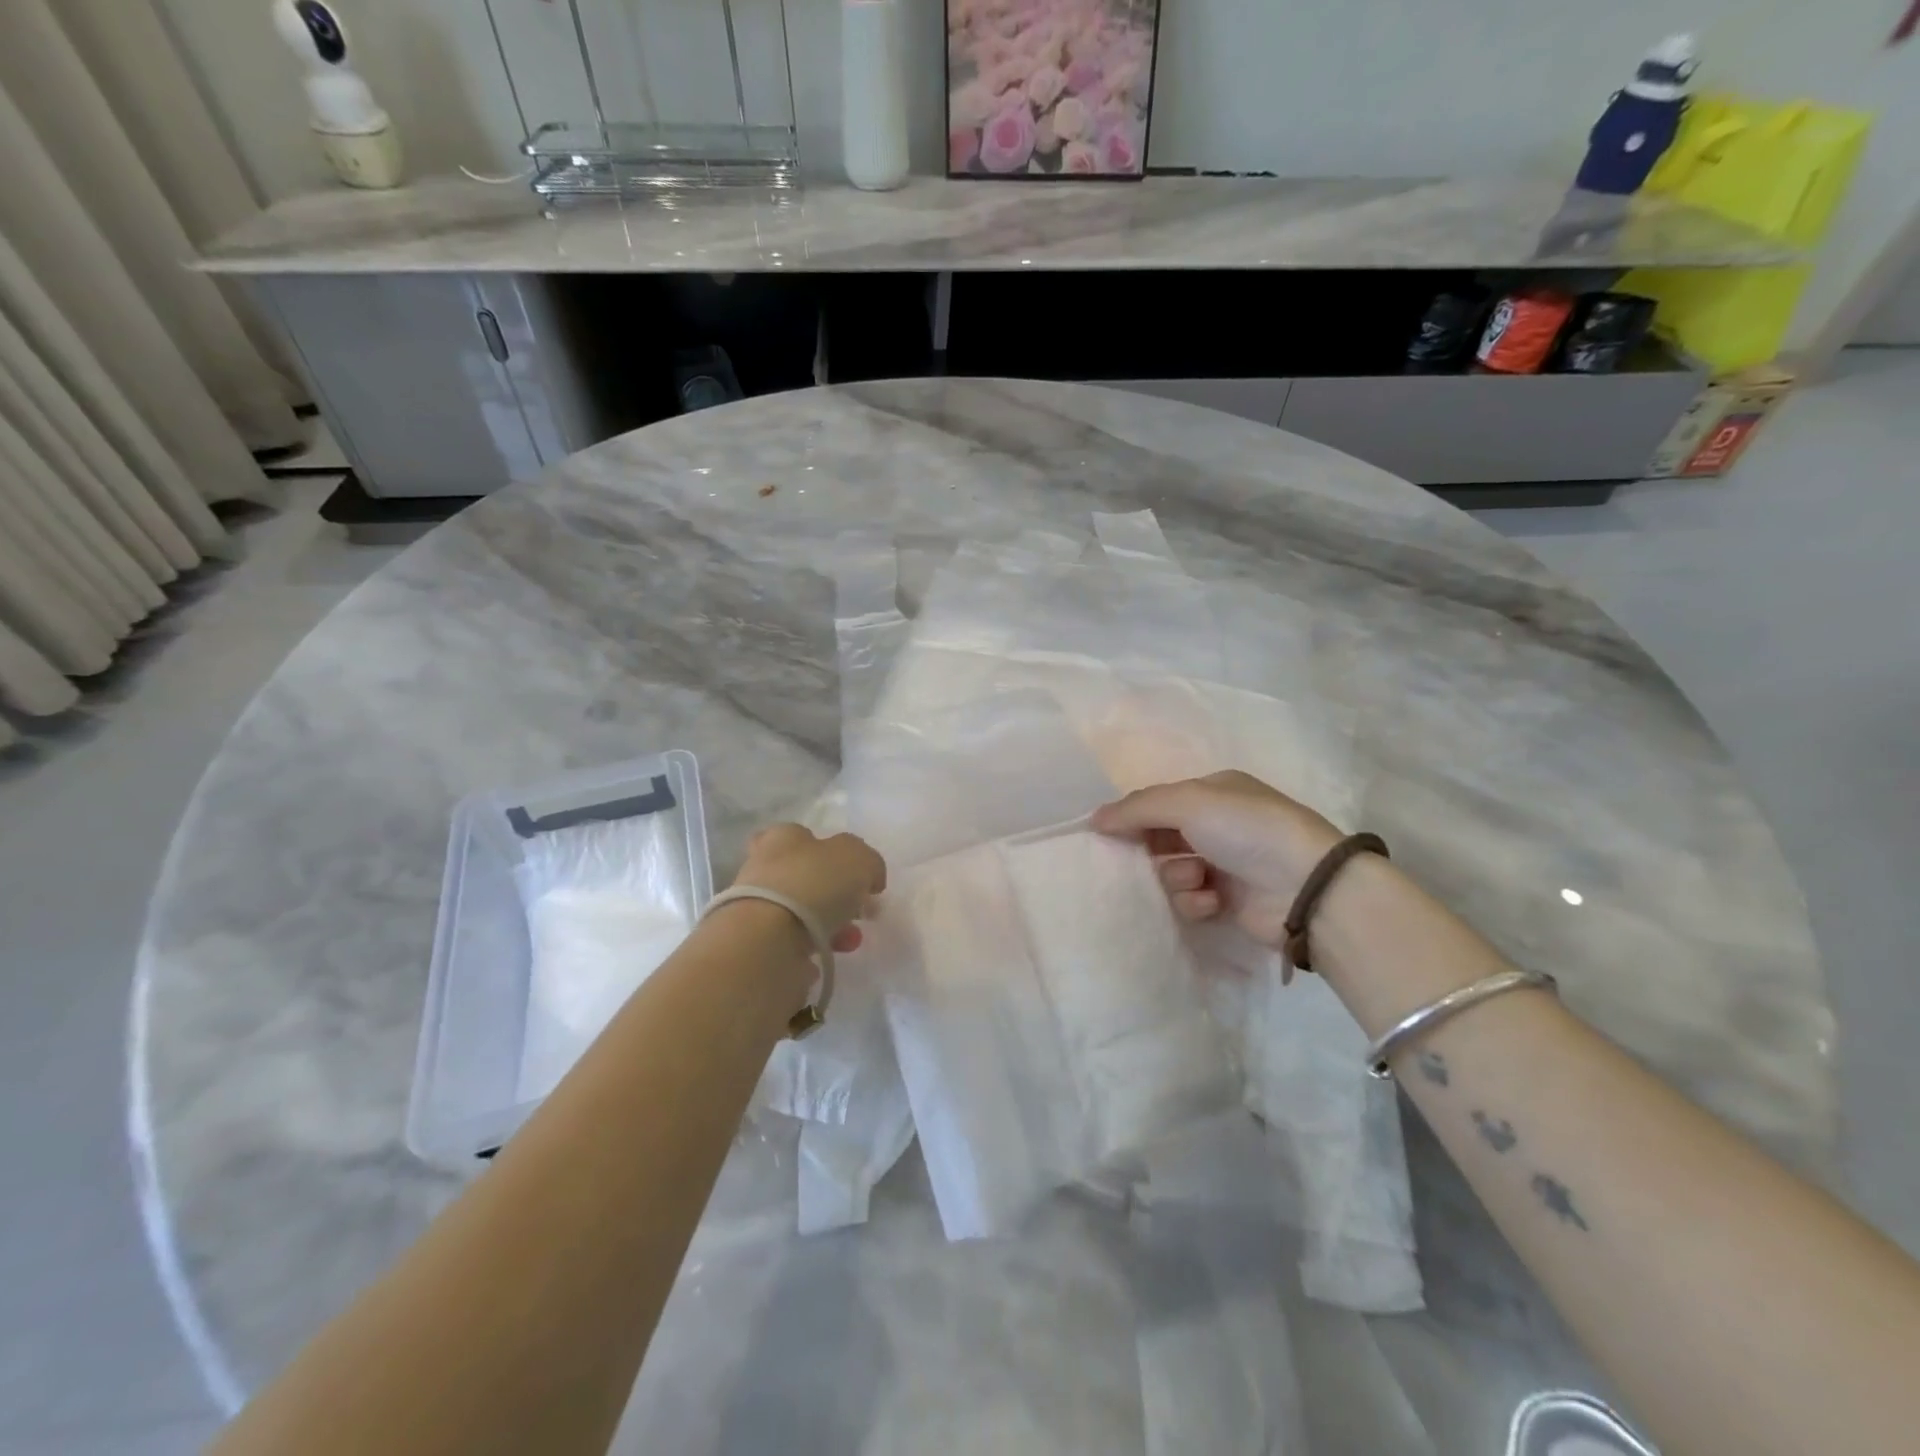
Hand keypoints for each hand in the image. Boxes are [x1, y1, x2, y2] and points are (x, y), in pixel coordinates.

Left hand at [731, 824, 886, 953]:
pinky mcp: (754, 944)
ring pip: (799, 913)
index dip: (829, 852)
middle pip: (804, 877)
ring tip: (850, 942)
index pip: (801, 835)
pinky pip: (788, 945)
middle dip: (835, 896)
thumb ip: (868, 863)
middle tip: (858, 912)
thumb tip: (869, 878)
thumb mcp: (858, 858)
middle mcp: (763, 867)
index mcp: (783, 838)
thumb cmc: (814, 884)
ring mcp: (755, 908)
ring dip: (828, 927)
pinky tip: (823, 960)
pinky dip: (808, 951)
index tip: (853, 873)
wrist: (766, 941)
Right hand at [1090, 771, 1342, 948]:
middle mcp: (1218, 825)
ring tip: (1197, 879)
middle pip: (1160, 837)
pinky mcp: (1229, 901)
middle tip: (1139, 860)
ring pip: (1170, 871)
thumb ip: (1137, 808)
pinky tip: (1212, 900)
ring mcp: (1225, 863)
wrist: (1306, 886)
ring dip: (1176, 876)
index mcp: (1213, 792)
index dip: (1132, 816)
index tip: (1106, 833)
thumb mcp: (1187, 803)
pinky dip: (1195, 900)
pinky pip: (1190, 899)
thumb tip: (1094, 819)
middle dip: (1151, 849)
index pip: (1158, 801)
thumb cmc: (1246, 829)